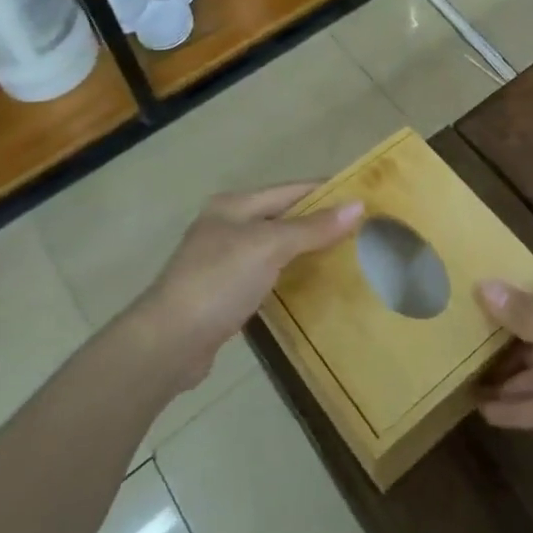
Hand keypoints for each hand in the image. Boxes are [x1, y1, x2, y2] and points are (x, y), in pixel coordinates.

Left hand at [139, 185, 363, 390]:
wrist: (168, 343)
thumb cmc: (219, 281)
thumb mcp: (269, 247)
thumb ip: (312, 228)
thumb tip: (358, 205)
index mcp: (234, 205)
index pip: (290, 190)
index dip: (326, 192)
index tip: (363, 198)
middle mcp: (227, 226)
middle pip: (283, 217)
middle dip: (319, 222)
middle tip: (363, 231)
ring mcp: (223, 261)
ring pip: (276, 248)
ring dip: (306, 251)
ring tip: (347, 257)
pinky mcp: (224, 294)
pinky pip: (268, 275)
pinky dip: (290, 276)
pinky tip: (312, 286)